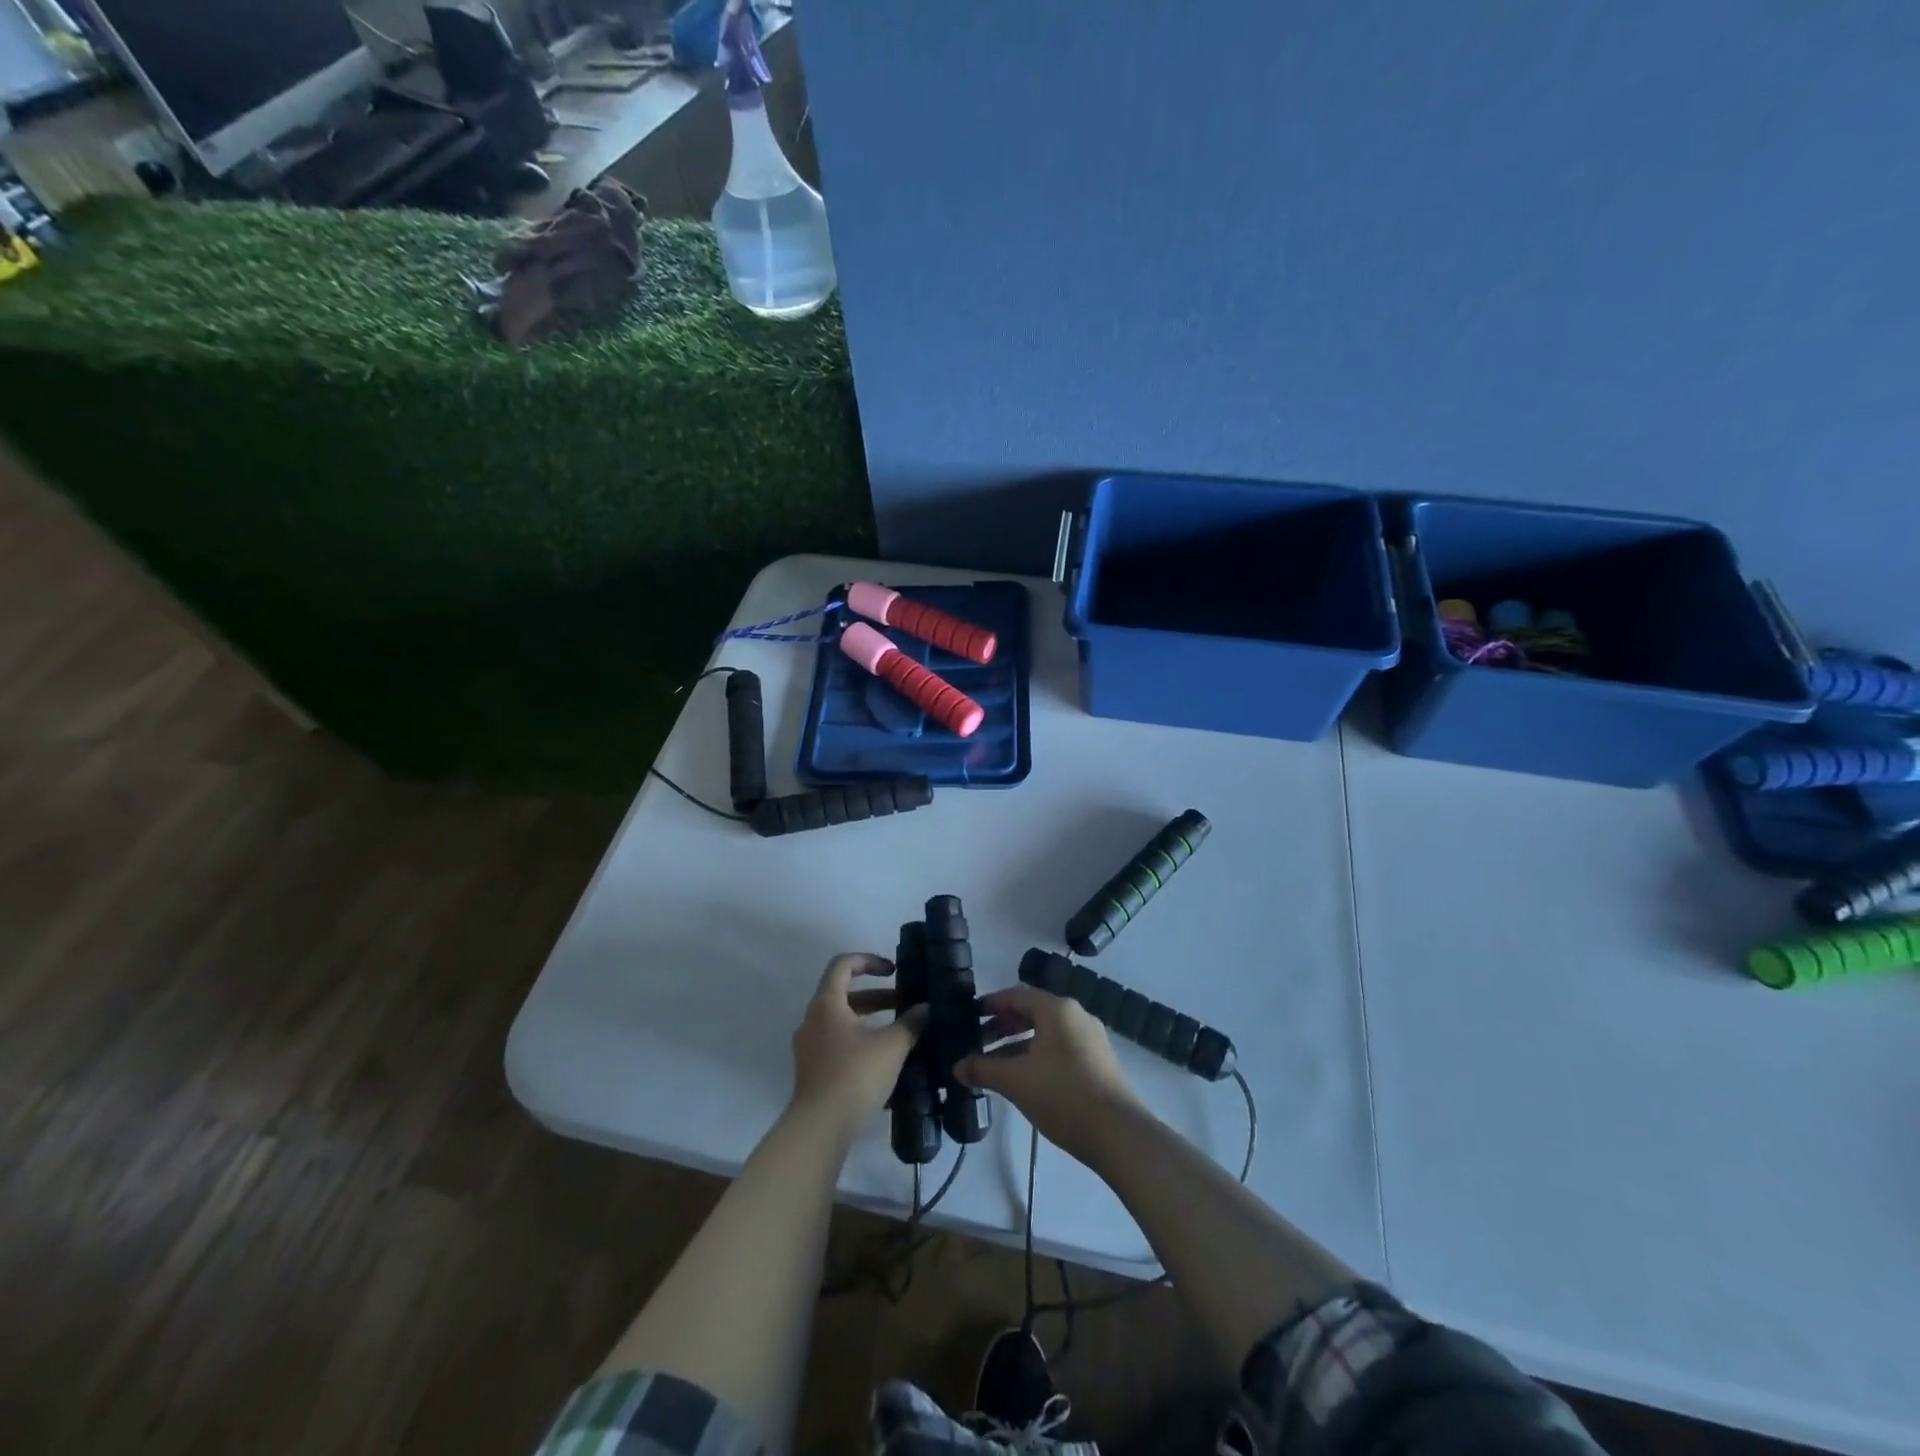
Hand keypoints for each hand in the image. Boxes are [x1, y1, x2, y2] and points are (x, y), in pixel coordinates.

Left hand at [790, 954, 926, 1128]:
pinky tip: (883, 1059)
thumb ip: (911, 1023)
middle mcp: (812, 1019)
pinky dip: (860, 1040)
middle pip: (844, 994)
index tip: (893, 970)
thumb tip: (927, 1008)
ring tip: (899, 1032)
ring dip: (870, 1020)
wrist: (820, 1127)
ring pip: (842, 1021)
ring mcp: (808, 1046)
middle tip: (905, 1003)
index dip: (869, 960)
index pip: (843, 965)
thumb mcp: (892, 1046)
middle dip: (877, 996)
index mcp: (826, 1004)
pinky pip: (837, 1043)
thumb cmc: (855, 1075)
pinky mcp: (812, 1070)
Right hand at [956, 985, 1145, 1162]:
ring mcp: (1091, 1039)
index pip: (1017, 996)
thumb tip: (957, 1067)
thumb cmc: (1062, 1095)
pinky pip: (1060, 1049)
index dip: (991, 1004)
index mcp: (1057, 1009)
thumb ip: (983, 1069)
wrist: (1118, 1134)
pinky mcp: (1099, 1063)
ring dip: (1019, 1045)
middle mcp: (1076, 1016)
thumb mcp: (1016, 1081)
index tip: (969, 1015)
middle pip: (1032, 1013)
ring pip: (1046, 1034)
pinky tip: (1024, 1080)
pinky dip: (1037, 1056)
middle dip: (1003, 1027)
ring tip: (996, 1066)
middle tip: (978, 1043)